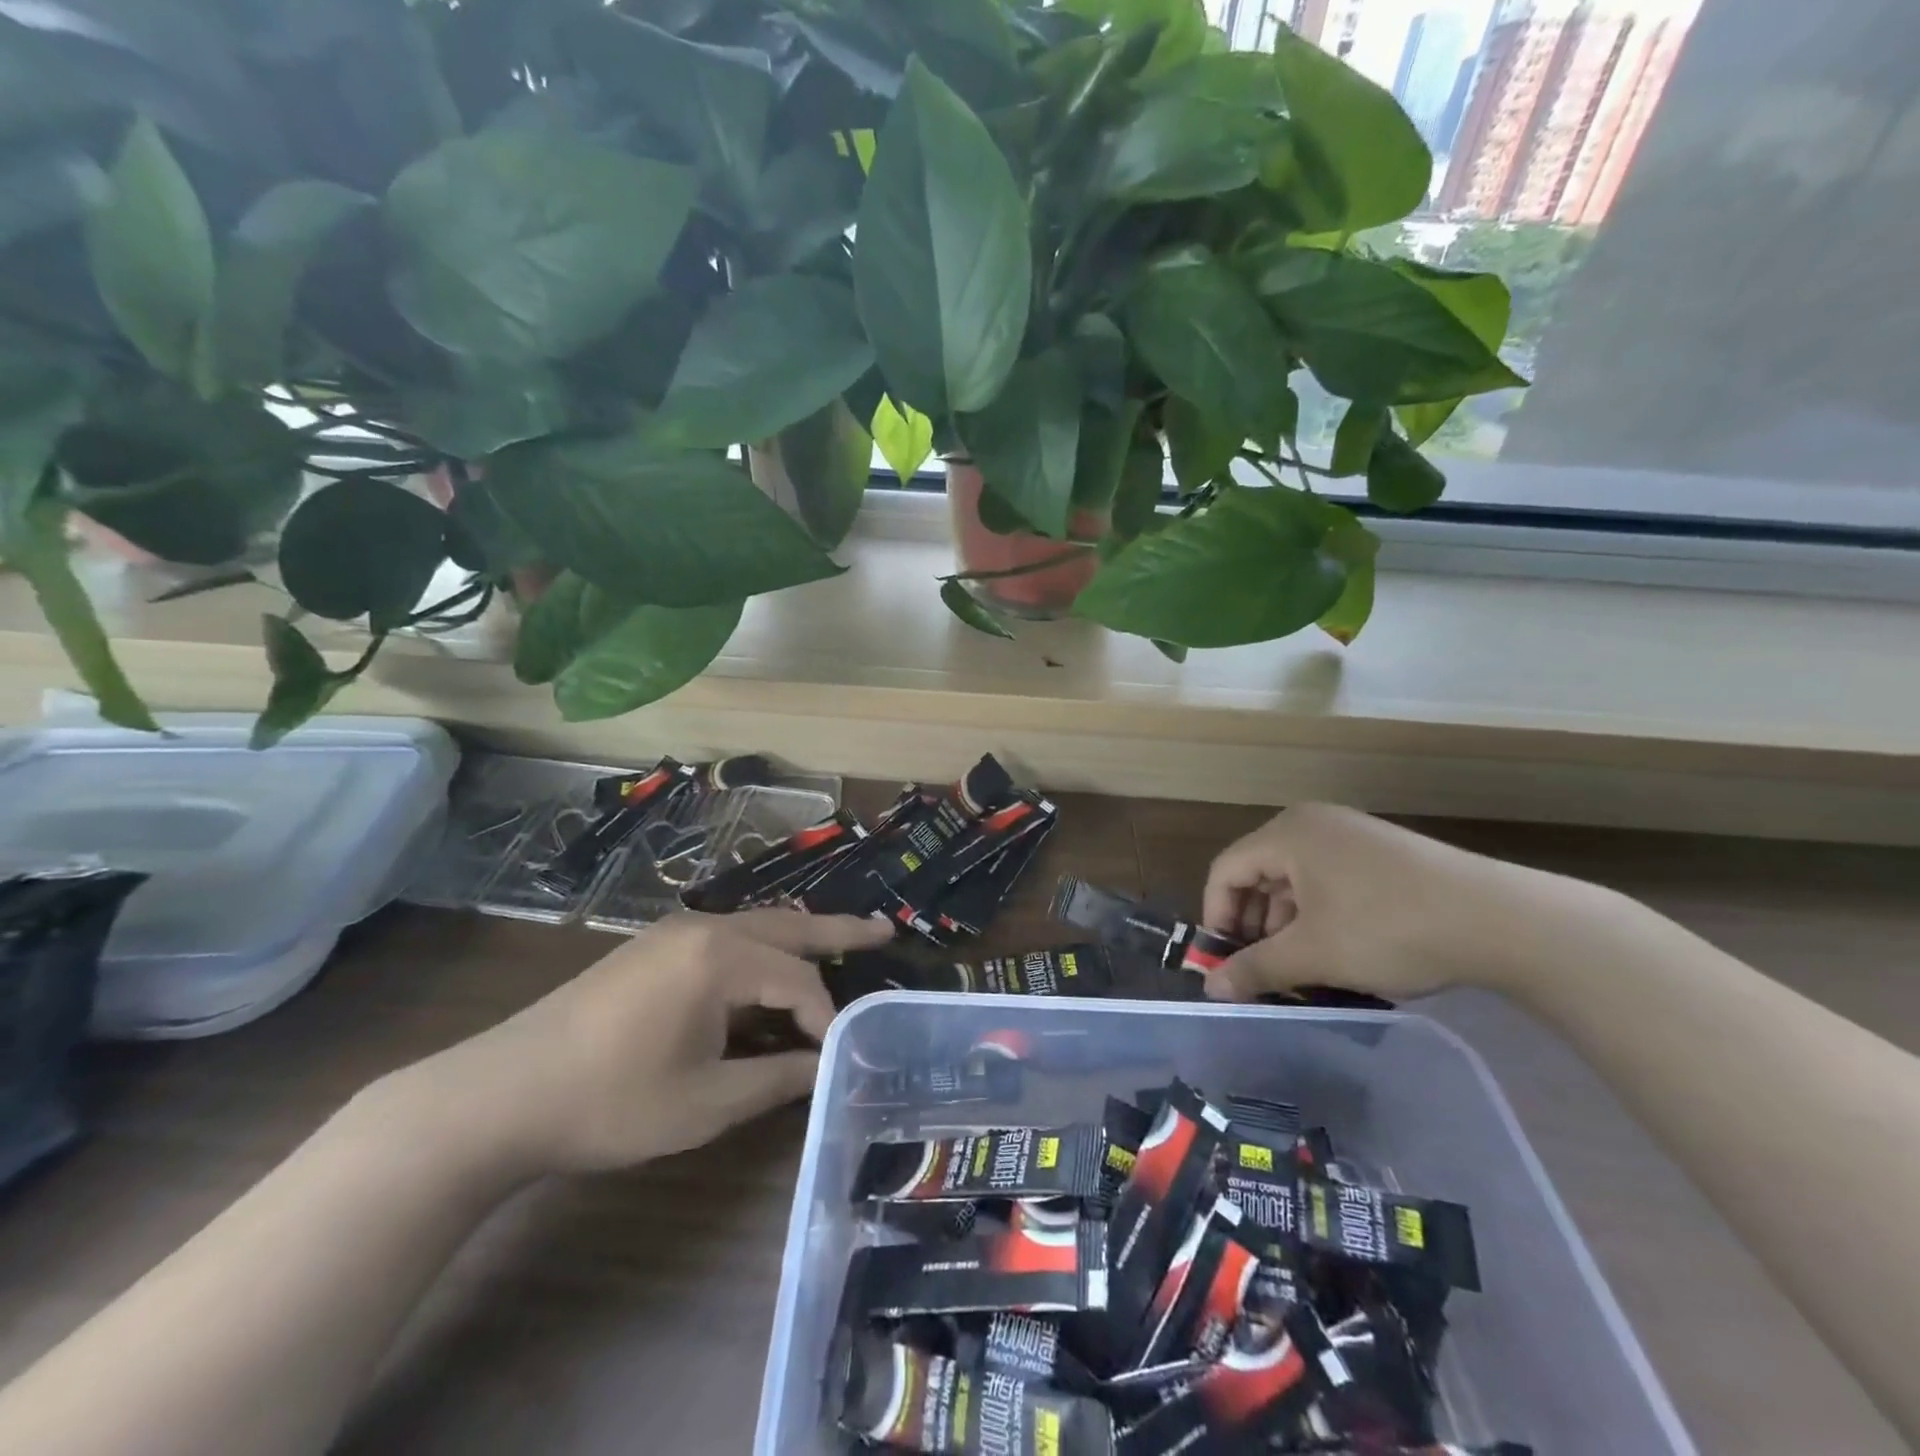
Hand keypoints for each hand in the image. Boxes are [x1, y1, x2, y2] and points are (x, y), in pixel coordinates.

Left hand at [399, 910, 892, 1177]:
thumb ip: (775, 1079)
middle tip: (885, 930)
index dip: (826, 1019)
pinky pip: (726, 938)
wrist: (501, 1093)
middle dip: (839, 931)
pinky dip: (761, 949)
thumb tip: (823, 1066)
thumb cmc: (611, 1101)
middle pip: (787, 927)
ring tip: (841, 942)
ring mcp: (674, 934)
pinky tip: (769, 966)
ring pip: (756, 927)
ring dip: (799, 937)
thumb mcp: (705, 1102)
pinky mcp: (651, 948)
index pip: (798, 982)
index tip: (840, 1056)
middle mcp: (704, 929)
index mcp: (721, 958)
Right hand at [1201, 804, 1535, 1003]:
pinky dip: (1320, 914)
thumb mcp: (1314, 954)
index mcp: (1288, 833)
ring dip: (1287, 923)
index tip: (1225, 962)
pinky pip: (1329, 879)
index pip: (1226, 870)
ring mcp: (1352, 834)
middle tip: (1264, 968)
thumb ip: (1256, 968)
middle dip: (1255, 924)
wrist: (1502, 920)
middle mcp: (1314, 823)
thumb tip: (1211, 989)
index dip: (1217, 917)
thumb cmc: (1389, 928)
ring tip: (1302, 965)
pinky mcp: (1382, 852)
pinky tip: (1338, 949)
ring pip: (1296, 879)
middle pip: (1259, 872)